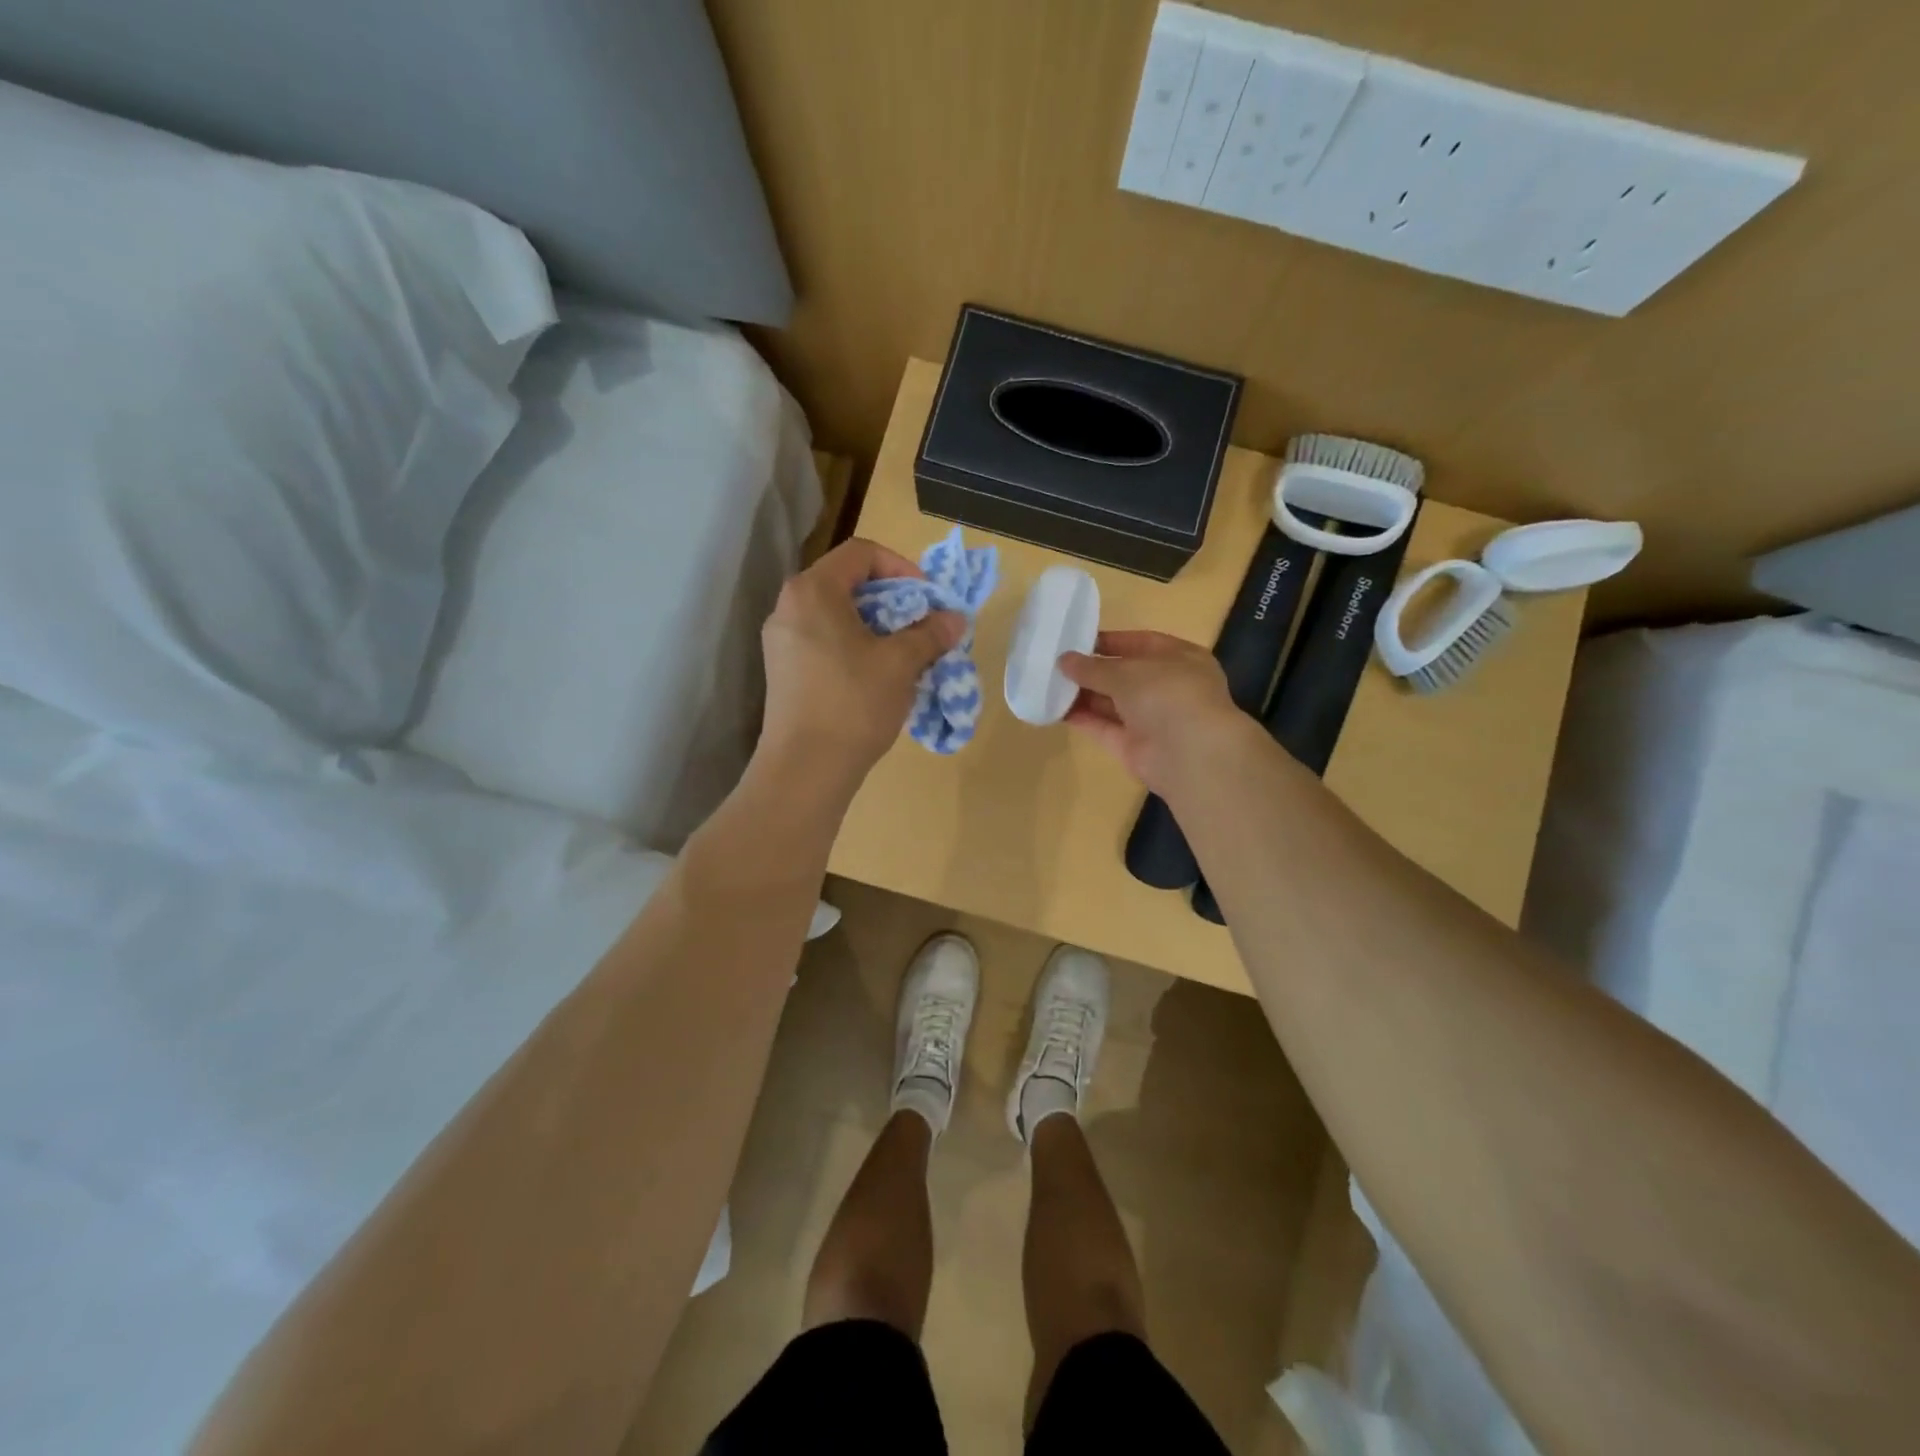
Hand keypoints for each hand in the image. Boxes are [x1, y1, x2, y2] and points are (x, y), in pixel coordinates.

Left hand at [758, 538, 964, 786]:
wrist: (805, 769)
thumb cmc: (853, 703)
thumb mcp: (901, 664)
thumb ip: (930, 633)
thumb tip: (955, 619)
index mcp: (813, 591)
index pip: (862, 553)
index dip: (902, 567)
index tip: (927, 600)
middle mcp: (789, 607)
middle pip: (847, 583)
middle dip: (893, 600)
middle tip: (922, 626)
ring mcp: (781, 641)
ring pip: (837, 615)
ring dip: (876, 626)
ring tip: (905, 654)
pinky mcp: (783, 671)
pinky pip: (824, 641)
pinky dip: (855, 646)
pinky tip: (878, 677)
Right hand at [1058, 630, 1248, 797]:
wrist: (1190, 754)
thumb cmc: (1167, 695)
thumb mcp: (1127, 671)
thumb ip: (1093, 667)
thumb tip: (1064, 660)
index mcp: (1180, 659)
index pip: (1141, 643)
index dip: (1110, 641)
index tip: (1077, 640)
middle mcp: (1167, 687)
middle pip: (1124, 675)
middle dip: (1092, 670)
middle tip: (1055, 663)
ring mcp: (1151, 719)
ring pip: (1112, 702)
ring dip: (1082, 694)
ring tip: (1048, 683)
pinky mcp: (1134, 746)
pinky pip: (1104, 727)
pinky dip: (1082, 718)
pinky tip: (1054, 708)